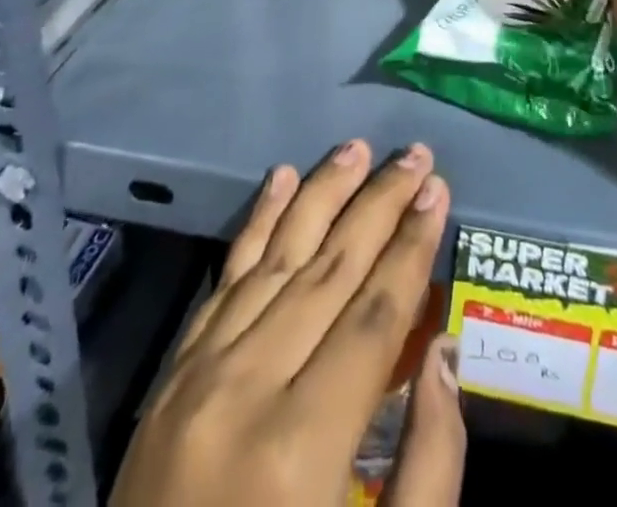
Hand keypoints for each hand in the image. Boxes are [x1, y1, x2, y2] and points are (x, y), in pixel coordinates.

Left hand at [112, 141, 463, 506]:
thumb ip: (428, 467)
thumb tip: (444, 351)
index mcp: (303, 448)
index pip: (373, 315)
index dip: (412, 247)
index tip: (439, 190)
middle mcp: (248, 388)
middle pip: (329, 269)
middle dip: (378, 204)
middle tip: (414, 154)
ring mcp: (200, 374)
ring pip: (276, 257)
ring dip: (321, 195)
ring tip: (357, 149)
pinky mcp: (172, 375)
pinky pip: (224, 280)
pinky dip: (256, 224)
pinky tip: (279, 179)